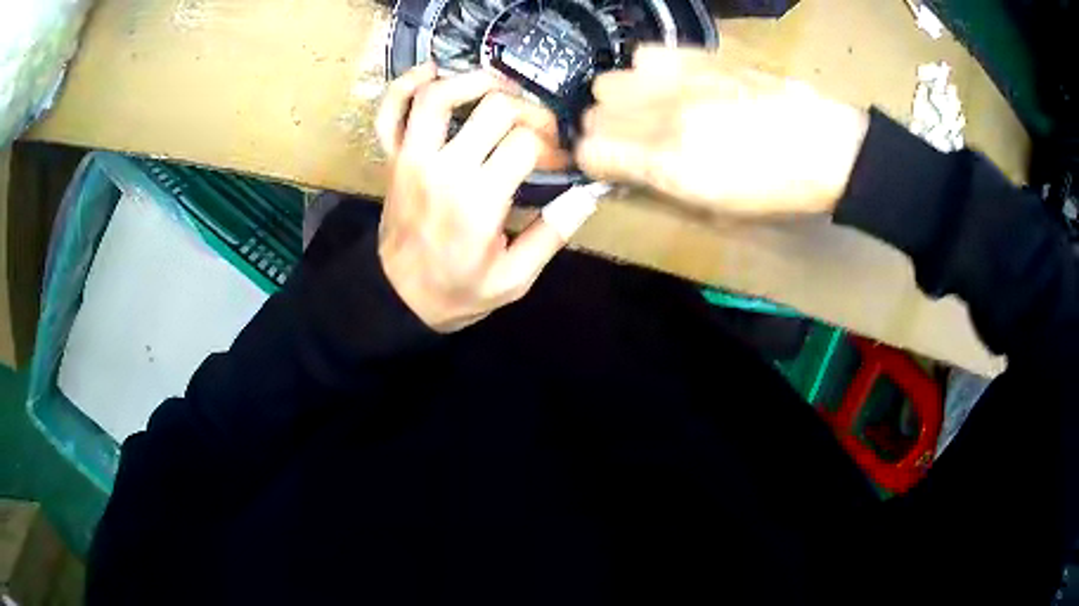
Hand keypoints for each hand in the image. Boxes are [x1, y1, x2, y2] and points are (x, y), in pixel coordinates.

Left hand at [374, 64, 593, 331]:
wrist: (396, 297)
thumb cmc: (457, 291)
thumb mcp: (514, 279)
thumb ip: (551, 236)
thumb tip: (585, 196)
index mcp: (478, 201)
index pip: (525, 142)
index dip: (552, 145)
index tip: (559, 161)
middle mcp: (443, 169)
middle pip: (493, 109)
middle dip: (529, 111)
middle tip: (540, 129)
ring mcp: (411, 159)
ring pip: (438, 96)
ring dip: (475, 81)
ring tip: (501, 88)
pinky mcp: (392, 158)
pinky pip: (389, 112)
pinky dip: (406, 85)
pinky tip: (432, 73)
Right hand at [575, 46, 869, 217]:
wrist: (825, 146)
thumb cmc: (776, 189)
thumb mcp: (716, 208)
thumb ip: (660, 185)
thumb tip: (626, 168)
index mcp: (669, 164)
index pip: (590, 151)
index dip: (594, 160)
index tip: (608, 164)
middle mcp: (664, 116)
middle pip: (593, 112)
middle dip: (604, 128)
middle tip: (633, 139)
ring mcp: (680, 79)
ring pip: (610, 80)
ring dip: (622, 97)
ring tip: (651, 108)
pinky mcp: (698, 56)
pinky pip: (643, 54)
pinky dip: (647, 71)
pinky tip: (670, 84)